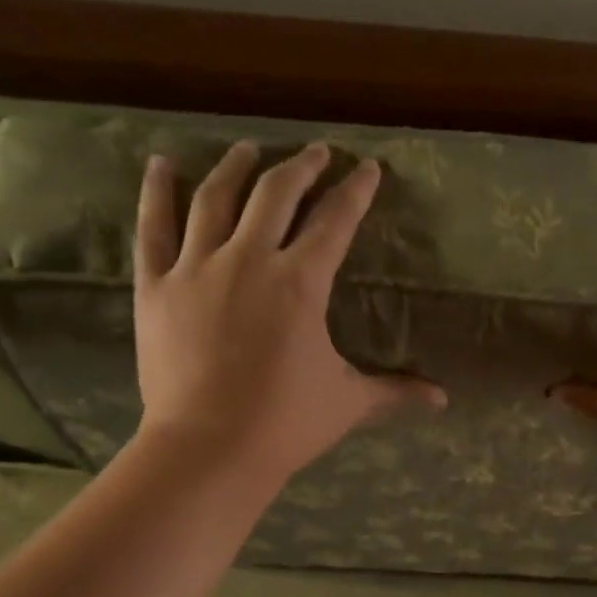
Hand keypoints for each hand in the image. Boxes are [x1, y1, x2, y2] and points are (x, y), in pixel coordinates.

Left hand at [132, 141, 444, 487]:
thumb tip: (442, 400)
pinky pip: (153, 227)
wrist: (209, 448)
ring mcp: (197, 268)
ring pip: (216, 198)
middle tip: (316, 152)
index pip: (335, 222)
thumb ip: (395, 391)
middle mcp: (250, 259)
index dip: (355, 192)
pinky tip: (162, 164)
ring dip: (236, 167)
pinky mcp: (156, 286)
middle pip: (277, 194)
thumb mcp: (349, 403)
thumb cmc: (286, 424)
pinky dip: (157, 192)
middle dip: (302, 167)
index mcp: (301, 283)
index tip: (366, 168)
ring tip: (248, 149)